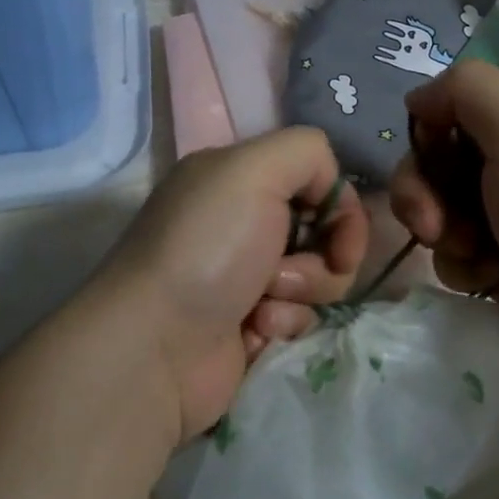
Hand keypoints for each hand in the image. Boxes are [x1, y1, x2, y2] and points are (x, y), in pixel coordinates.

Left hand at [95, 128, 368, 441]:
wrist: (157, 345)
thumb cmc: (207, 249)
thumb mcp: (254, 169)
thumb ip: (307, 152)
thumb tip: (331, 189)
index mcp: (237, 176)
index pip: (316, 177)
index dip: (338, 206)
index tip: (340, 236)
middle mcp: (241, 220)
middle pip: (324, 230)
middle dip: (322, 255)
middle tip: (285, 272)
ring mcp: (246, 274)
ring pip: (319, 276)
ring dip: (302, 290)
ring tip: (262, 303)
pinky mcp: (251, 322)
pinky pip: (300, 315)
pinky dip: (284, 322)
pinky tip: (252, 329)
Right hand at [390, 61, 498, 391]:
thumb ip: (468, 90)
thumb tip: (420, 98)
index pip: (464, 97)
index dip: (436, 119)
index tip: (429, 147)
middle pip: (441, 153)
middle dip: (426, 185)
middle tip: (433, 220)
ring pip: (440, 204)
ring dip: (442, 229)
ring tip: (473, 254)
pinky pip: (453, 250)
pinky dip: (462, 265)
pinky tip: (489, 280)